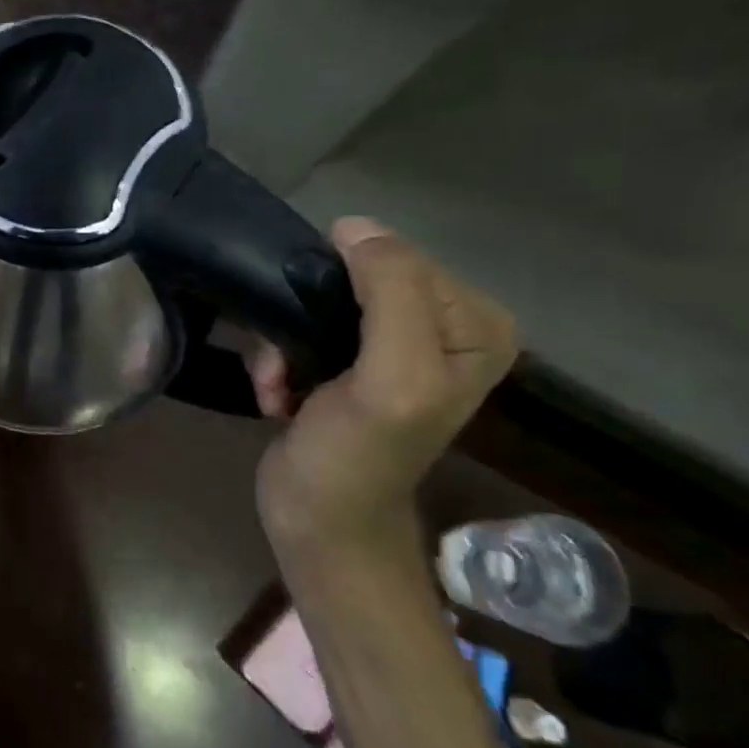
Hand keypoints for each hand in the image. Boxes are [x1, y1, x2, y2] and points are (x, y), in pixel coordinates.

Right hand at [249, 218, 517, 565]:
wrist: (318, 522)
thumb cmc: (358, 456)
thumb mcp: (392, 376)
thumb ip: (391, 295)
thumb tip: (355, 226)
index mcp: (473, 323)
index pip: (397, 259)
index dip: (343, 289)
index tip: (316, 340)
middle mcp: (438, 326)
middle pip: (351, 278)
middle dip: (304, 319)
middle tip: (288, 365)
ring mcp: (389, 344)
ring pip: (314, 302)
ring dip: (281, 343)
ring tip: (277, 383)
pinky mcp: (344, 362)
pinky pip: (297, 328)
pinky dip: (276, 359)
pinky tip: (275, 394)